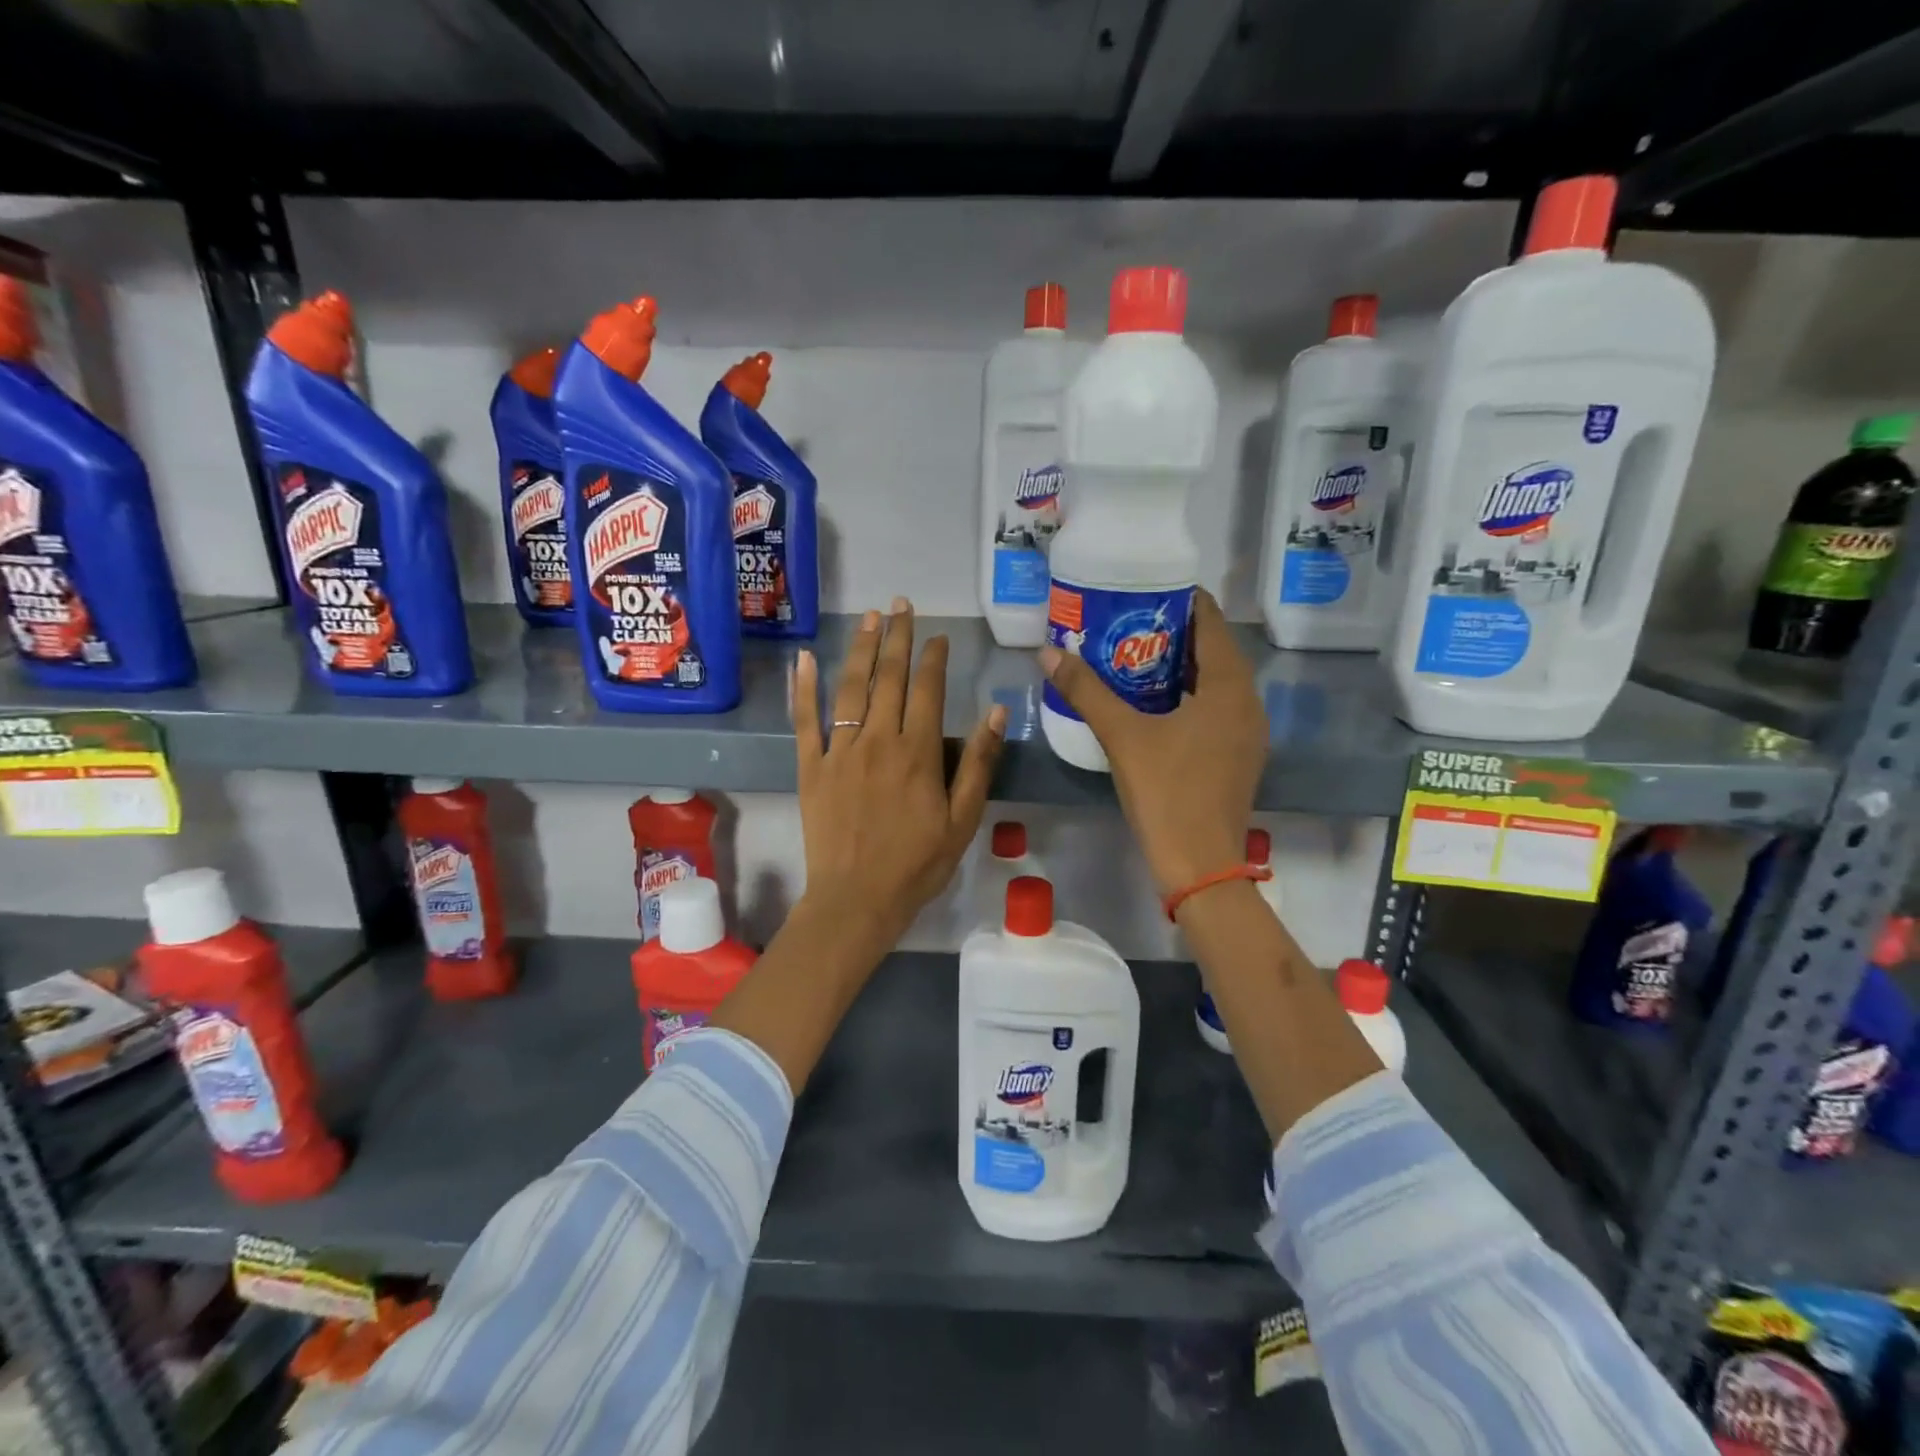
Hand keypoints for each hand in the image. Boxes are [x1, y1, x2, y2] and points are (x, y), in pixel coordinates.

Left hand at [792, 599, 1006, 958]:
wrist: (857, 899)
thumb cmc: (917, 863)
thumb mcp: (964, 819)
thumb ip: (980, 763)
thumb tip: (997, 711)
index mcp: (917, 752)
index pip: (928, 689)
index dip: (933, 657)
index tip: (937, 635)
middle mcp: (878, 739)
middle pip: (888, 677)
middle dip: (897, 636)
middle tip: (900, 604)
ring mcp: (840, 750)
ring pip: (850, 687)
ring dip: (860, 648)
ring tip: (868, 617)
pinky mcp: (811, 767)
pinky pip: (806, 720)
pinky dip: (804, 688)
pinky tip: (804, 659)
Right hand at [1038, 588, 1265, 895]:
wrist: (1200, 863)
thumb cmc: (1166, 791)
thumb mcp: (1122, 735)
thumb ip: (1086, 691)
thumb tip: (1048, 652)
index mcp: (1229, 687)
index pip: (1211, 623)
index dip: (1183, 601)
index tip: (1147, 590)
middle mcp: (1248, 703)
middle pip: (1214, 651)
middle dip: (1175, 634)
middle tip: (1130, 622)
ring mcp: (1248, 733)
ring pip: (1216, 683)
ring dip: (1181, 667)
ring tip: (1136, 656)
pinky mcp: (1239, 757)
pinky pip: (1216, 709)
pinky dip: (1189, 696)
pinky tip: (1154, 704)